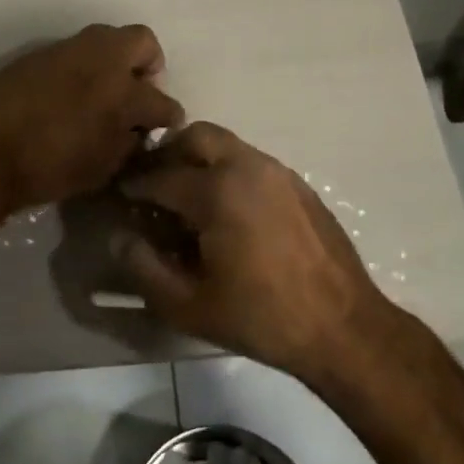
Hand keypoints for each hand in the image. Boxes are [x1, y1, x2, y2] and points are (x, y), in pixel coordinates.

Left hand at [0, 24, 182, 214]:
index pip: (162, 100)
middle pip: (142, 41)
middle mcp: (101, 59)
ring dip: (114, 60)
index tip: (165, 124)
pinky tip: (70, 93)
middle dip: (148, 64)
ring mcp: (68, 50)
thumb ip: (129, 142)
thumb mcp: (103, 167)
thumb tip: (137, 129)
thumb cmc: (51, 168)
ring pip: (106, 39)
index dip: (169, 116)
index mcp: (123, 91)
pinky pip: (74, 51)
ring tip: (104, 91)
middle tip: (138, 90)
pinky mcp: (40, 52)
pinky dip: (83, 66)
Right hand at [114, 122, 391, 380]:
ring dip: (200, 159)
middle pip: (196, 136)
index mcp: (217, 191)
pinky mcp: (298, 184)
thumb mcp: (189, 306)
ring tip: (189, 197)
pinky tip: (229, 211)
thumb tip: (119, 238)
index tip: (120, 195)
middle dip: (169, 153)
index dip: (134, 185)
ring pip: (226, 144)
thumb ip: (144, 269)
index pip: (161, 176)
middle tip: (155, 184)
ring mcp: (277, 172)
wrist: (344, 327)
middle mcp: (246, 166)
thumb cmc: (261, 318)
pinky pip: (251, 161)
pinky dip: (229, 170)